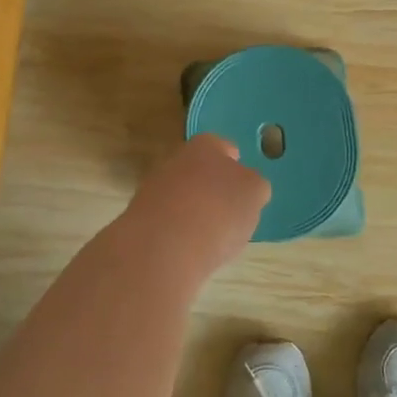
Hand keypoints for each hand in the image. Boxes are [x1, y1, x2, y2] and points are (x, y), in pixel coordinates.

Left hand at [122, 133, 269, 269]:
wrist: (163, 247)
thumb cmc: (219, 211)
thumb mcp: (254, 194)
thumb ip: (253, 185)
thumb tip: (246, 187)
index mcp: (206, 145)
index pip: (225, 149)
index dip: (236, 167)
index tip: (243, 189)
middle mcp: (177, 159)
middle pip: (201, 171)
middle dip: (214, 189)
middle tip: (230, 214)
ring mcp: (154, 188)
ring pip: (183, 196)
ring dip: (195, 211)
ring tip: (212, 239)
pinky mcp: (141, 219)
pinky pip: (169, 222)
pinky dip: (179, 233)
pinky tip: (189, 250)